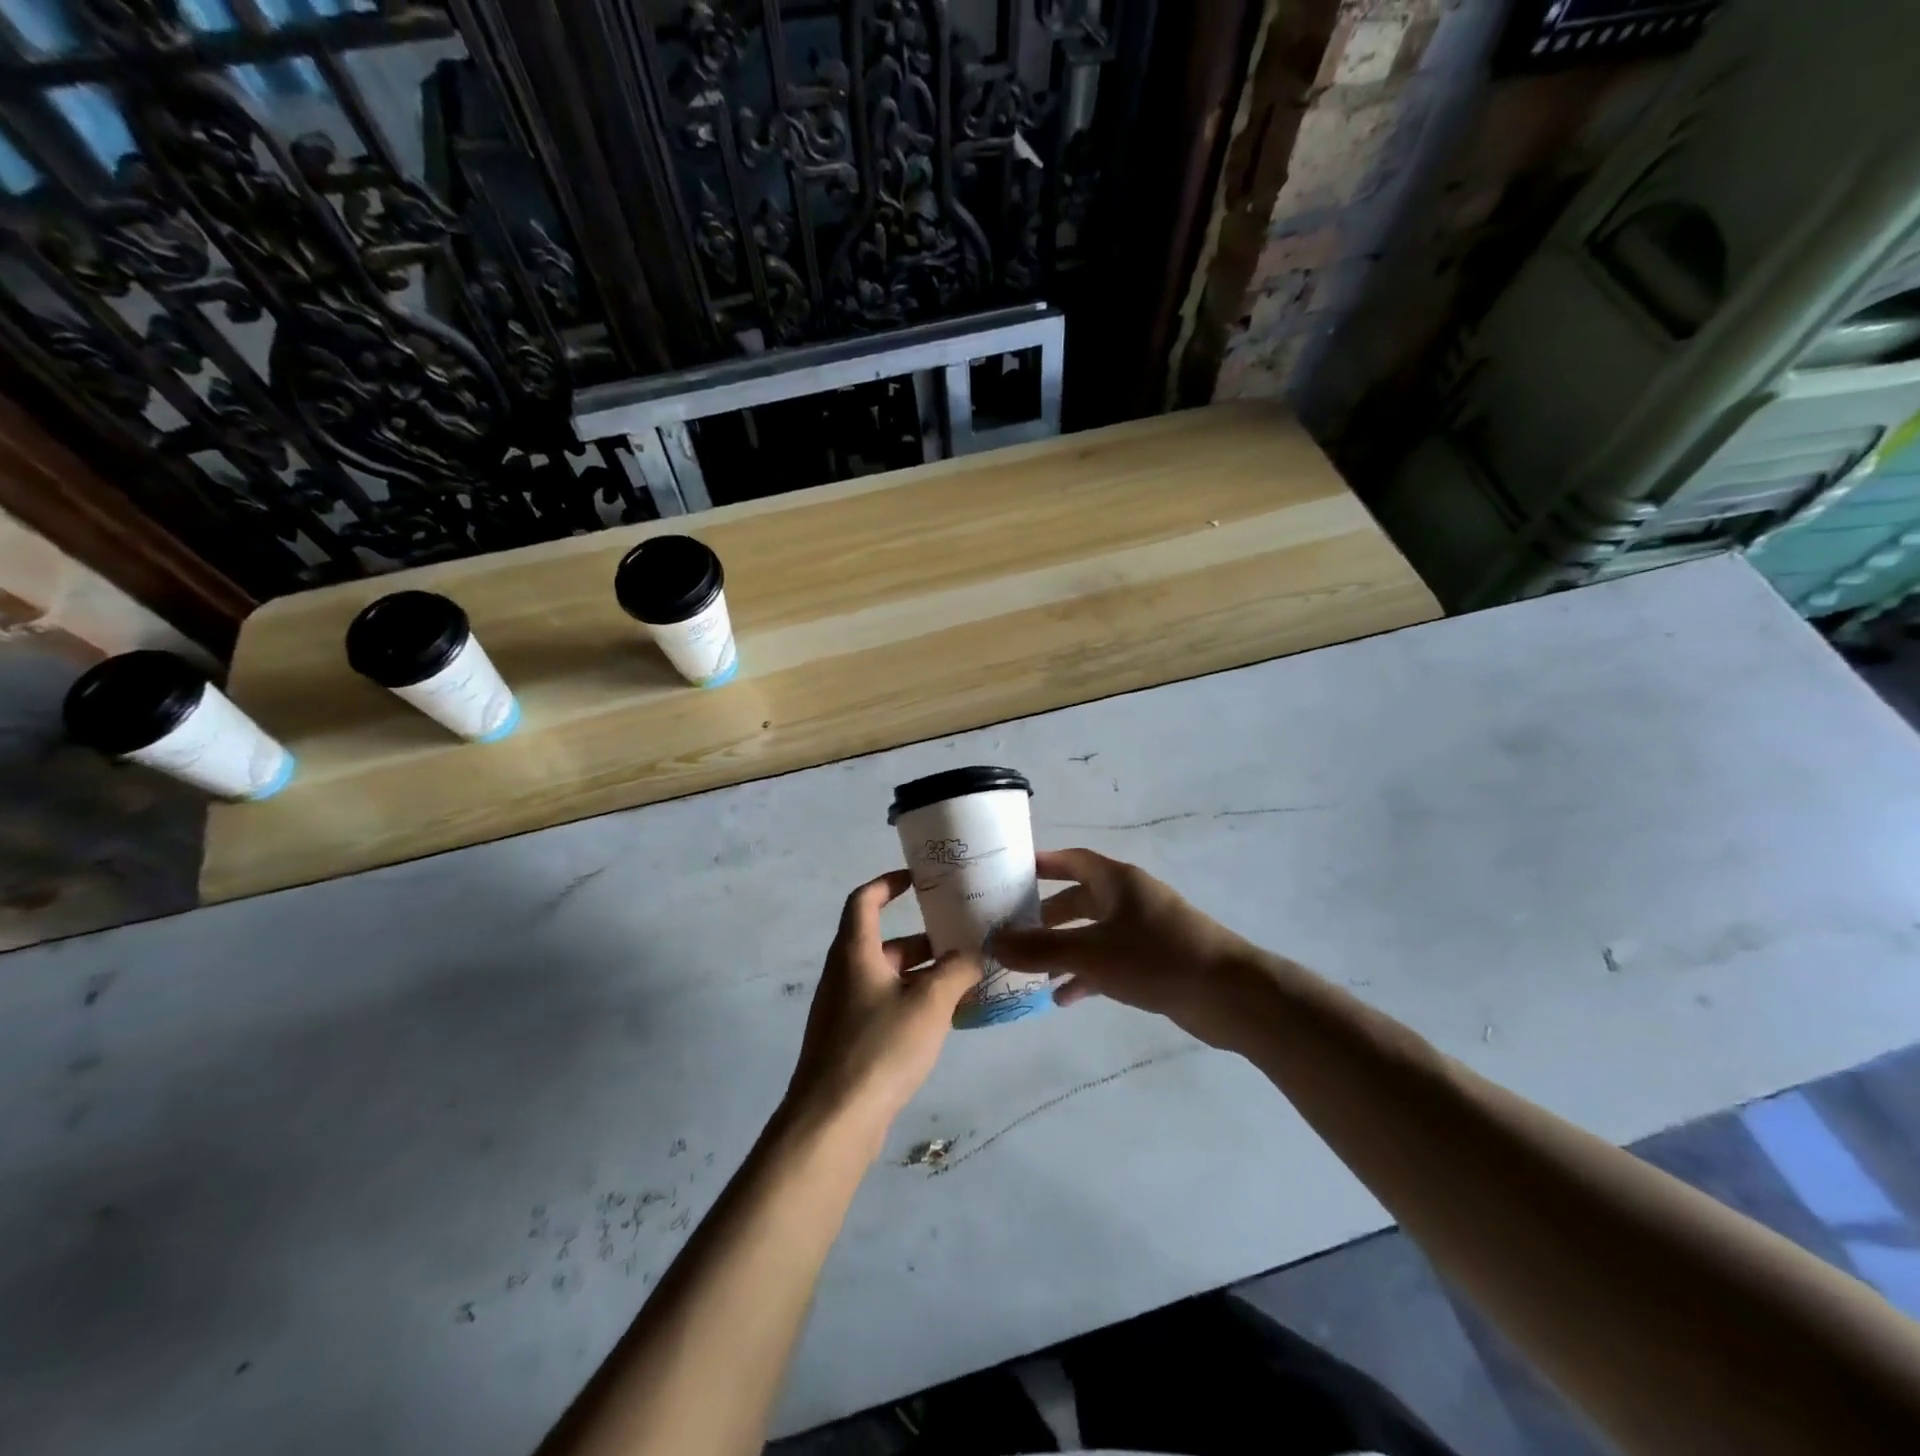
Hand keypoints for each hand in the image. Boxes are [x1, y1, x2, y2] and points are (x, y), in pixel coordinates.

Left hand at [784, 870, 980, 1139]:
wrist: (833, 1121)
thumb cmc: (879, 1048)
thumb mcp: (929, 1003)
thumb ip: (956, 971)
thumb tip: (975, 953)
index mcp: (854, 953)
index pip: (864, 900)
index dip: (888, 883)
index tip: (919, 880)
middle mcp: (845, 974)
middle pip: (882, 942)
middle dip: (922, 939)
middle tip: (962, 939)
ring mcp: (844, 1010)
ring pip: (887, 978)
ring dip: (922, 974)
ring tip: (964, 980)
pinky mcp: (850, 1042)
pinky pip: (885, 1007)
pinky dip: (912, 1003)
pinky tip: (944, 1020)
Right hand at [992, 848, 1262, 1049]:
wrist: (1228, 995)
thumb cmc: (1155, 958)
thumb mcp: (1090, 952)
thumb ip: (1040, 949)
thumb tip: (992, 943)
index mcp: (1118, 881)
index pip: (1074, 860)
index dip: (1045, 863)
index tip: (1013, 871)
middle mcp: (1130, 899)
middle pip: (1081, 899)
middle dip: (1047, 915)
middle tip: (1014, 929)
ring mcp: (1145, 931)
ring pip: (1093, 934)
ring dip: (1064, 950)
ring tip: (1031, 971)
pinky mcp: (1155, 962)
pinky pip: (1110, 961)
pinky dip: (1086, 975)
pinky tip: (1064, 998)